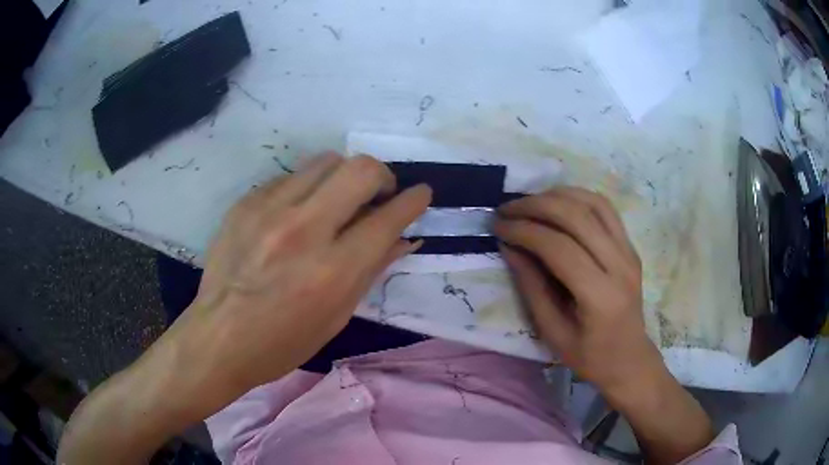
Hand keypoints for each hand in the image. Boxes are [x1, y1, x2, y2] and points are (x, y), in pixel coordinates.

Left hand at [58, 152, 432, 463]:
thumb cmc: (282, 342)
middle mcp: (303, 230)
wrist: (218, 338)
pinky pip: (290, 177)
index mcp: (332, 271)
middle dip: (381, 175)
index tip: (420, 194)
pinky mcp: (246, 202)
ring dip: (342, 177)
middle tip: (378, 194)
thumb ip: (372, 269)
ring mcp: (269, 210)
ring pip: (325, 161)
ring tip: (336, 201)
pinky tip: (296, 214)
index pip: (389, 217)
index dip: (414, 200)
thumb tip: (403, 238)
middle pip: (360, 169)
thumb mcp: (337, 317)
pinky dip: (306, 189)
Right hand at [493, 187, 661, 396]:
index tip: (498, 227)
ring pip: (593, 203)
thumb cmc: (589, 356)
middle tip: (507, 209)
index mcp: (601, 296)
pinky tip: (557, 201)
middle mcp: (620, 265)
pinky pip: (605, 208)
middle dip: (536, 206)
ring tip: (528, 202)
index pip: (559, 247)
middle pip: (577, 217)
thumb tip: (510, 247)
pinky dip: (578, 197)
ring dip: (556, 195)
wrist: (629, 358)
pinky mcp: (630, 246)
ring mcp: (629, 251)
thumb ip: (532, 288)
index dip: (525, 231)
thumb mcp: (552, 332)